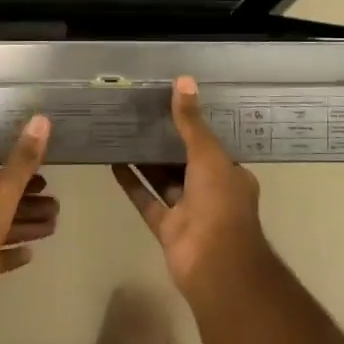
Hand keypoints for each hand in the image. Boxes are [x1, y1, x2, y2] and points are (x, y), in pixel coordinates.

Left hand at [0, 115, 55, 322]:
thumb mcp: (3, 189)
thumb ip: (24, 158)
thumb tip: (41, 118)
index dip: (16, 167)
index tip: (43, 172)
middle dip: (27, 200)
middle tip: (55, 202)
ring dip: (25, 224)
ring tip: (54, 224)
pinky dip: (10, 251)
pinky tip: (31, 252)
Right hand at [113, 78, 268, 296]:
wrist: (215, 263)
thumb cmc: (220, 203)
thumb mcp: (208, 154)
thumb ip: (191, 122)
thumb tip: (183, 80)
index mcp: (230, 175)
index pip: (211, 145)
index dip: (193, 127)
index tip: (171, 106)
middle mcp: (211, 192)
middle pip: (185, 162)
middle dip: (165, 143)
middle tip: (140, 115)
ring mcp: (187, 212)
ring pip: (164, 181)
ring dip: (146, 161)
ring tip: (123, 132)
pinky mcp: (165, 228)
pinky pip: (146, 200)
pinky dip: (132, 183)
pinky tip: (113, 162)